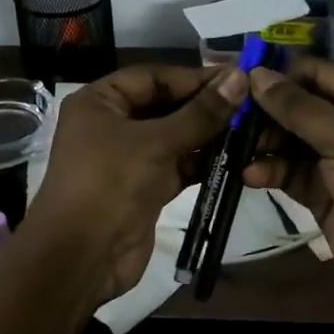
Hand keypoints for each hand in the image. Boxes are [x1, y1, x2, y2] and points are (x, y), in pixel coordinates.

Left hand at [27, 64, 246, 304]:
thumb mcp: (156, 142)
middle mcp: (112, 124)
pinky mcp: (144, 187)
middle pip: (164, 106)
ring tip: (251, 129)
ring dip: (208, 135)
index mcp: (100, 101)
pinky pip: (177, 165)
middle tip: (251, 104)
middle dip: (204, 107)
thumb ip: (201, 113)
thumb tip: (239, 78)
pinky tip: (236, 157)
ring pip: (174, 137)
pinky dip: (202, 162)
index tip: (237, 78)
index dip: (193, 77)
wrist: (82, 256)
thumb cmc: (111, 183)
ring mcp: (128, 158)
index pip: (153, 77)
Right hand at [243, 58, 333, 316]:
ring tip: (233, 146)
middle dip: (265, 111)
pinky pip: (288, 173)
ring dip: (262, 142)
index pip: (318, 73)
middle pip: (299, 106)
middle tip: (228, 116)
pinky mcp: (321, 193)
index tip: (238, 78)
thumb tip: (256, 74)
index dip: (280, 74)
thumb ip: (299, 108)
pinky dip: (268, 171)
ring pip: (289, 140)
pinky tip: (249, 175)